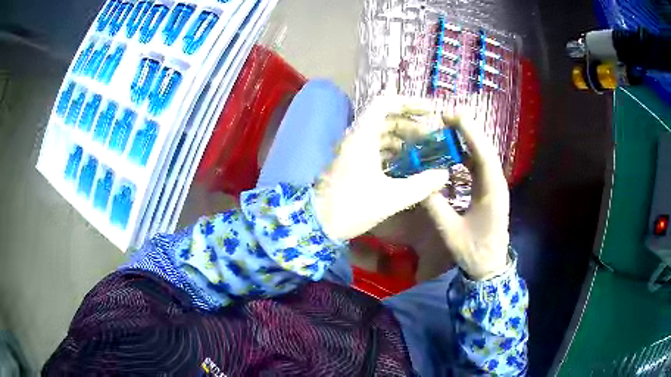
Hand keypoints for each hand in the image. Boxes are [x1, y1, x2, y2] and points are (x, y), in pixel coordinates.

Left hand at [313, 95, 449, 241]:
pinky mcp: (351, 162)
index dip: (409, 102)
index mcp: (364, 136)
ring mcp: (352, 149)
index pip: (385, 103)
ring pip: (380, 133)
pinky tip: (406, 166)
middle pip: (385, 118)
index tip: (430, 111)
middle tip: (431, 139)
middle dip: (410, 124)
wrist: (318, 223)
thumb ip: (421, 185)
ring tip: (422, 153)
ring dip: (402, 139)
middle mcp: (356, 137)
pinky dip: (392, 151)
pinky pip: (374, 147)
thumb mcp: (392, 197)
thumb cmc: (352, 207)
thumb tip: (443, 174)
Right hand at [423, 116, 510, 280]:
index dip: (470, 133)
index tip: (452, 115)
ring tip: (447, 128)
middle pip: (484, 150)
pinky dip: (466, 155)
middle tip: (446, 116)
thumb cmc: (473, 251)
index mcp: (492, 191)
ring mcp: (494, 187)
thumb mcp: (450, 231)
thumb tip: (419, 184)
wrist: (489, 267)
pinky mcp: (489, 191)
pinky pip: (478, 167)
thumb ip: (435, 206)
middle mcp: (496, 184)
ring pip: (482, 156)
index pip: (483, 155)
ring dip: (467, 141)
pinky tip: (453, 152)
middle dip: (467, 131)